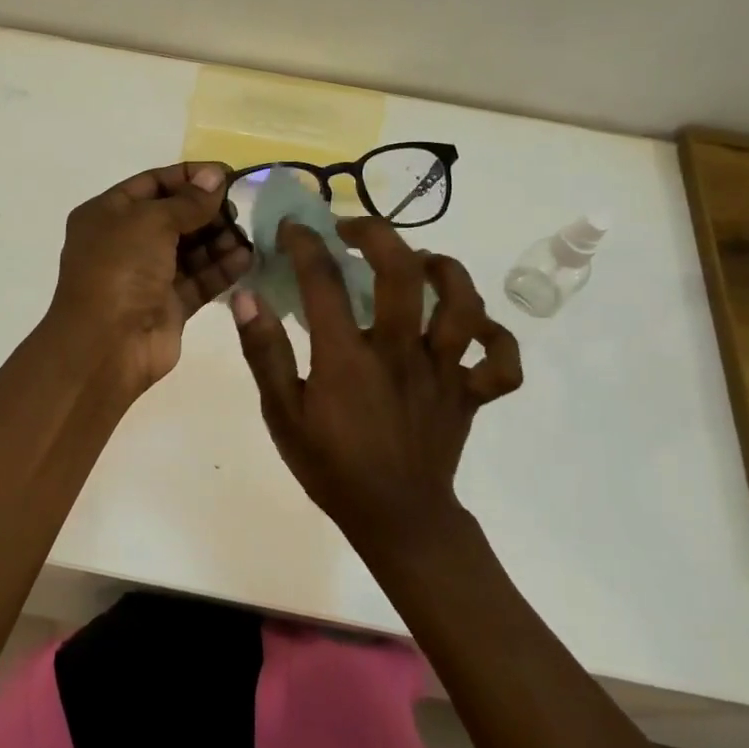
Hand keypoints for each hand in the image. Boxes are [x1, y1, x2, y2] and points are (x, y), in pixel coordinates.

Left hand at [48, 162, 251, 394]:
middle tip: (238, 208)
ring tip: (246, 235)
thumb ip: (188, 200)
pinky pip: (200, 279)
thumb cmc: (120, 269)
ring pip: (190, 249)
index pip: (153, 184)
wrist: (106, 344)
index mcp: (108, 214)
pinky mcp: (169, 305)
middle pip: (175, 216)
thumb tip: (216, 176)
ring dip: (219, 239)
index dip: (189, 177)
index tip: (227, 175)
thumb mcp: (151, 221)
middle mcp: (126, 242)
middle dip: (207, 210)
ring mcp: (148, 276)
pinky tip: (246, 258)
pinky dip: (222, 268)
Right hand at [231, 218, 520, 553]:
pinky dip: (496, 337)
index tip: (294, 227)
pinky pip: (501, 361)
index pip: (324, 282)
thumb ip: (264, 353)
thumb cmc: (331, 467)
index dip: (306, 244)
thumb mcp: (281, 415)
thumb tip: (247, 298)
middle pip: (403, 273)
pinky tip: (472, 325)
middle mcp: (401, 353)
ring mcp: (444, 372)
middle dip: (377, 234)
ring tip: (420, 261)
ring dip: (444, 270)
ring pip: (464, 304)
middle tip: (354, 229)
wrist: (395, 520)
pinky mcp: (471, 394)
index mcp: (348, 359)